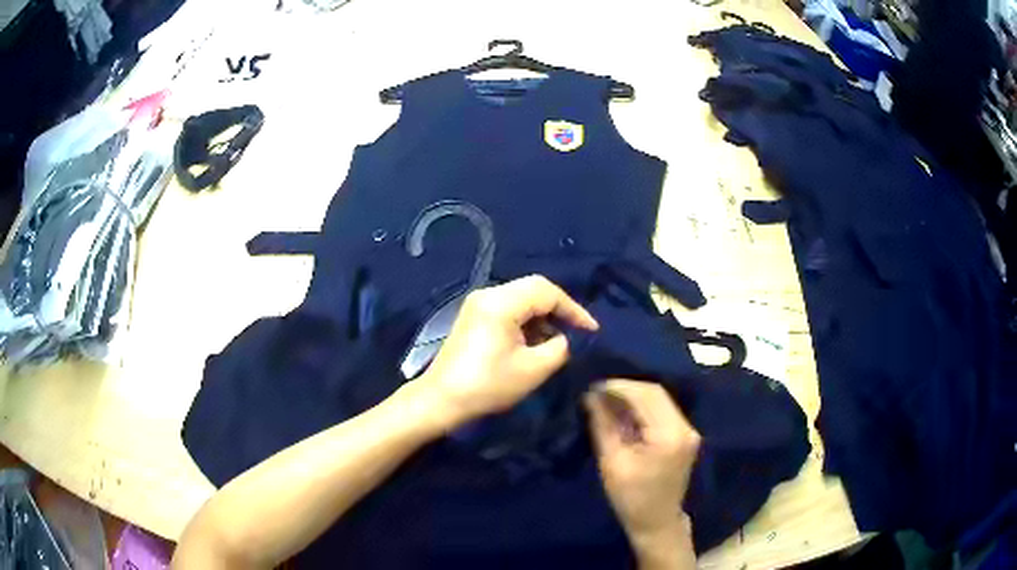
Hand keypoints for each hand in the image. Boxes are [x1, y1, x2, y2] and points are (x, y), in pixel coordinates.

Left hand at [416, 275, 598, 427]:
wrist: (442, 400)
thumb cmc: (488, 385)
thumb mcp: (534, 369)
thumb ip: (559, 347)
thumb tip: (563, 338)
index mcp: (501, 302)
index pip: (547, 291)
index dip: (573, 309)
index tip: (591, 330)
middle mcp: (488, 294)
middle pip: (534, 289)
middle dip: (559, 309)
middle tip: (577, 331)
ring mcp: (478, 304)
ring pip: (521, 299)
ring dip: (542, 316)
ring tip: (558, 341)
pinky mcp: (474, 317)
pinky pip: (508, 309)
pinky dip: (526, 322)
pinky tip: (535, 342)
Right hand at [584, 380, 699, 558]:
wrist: (656, 521)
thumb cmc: (630, 498)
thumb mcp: (611, 462)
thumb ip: (603, 425)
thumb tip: (591, 395)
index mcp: (669, 435)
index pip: (646, 395)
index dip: (618, 386)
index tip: (592, 387)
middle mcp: (685, 427)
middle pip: (655, 393)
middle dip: (625, 388)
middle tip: (596, 392)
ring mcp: (688, 430)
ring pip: (659, 399)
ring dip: (633, 396)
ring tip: (606, 400)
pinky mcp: (684, 435)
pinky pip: (662, 410)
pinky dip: (642, 407)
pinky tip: (623, 411)